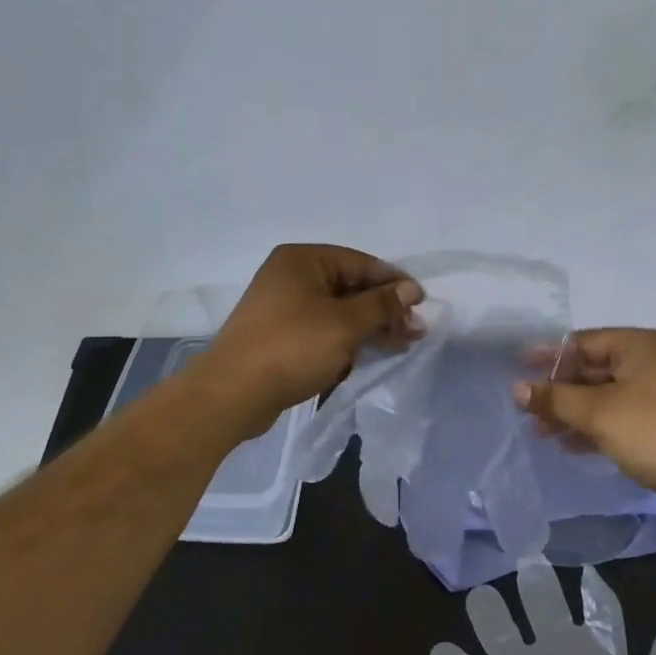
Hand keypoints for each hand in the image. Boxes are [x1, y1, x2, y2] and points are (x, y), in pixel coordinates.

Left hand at [197, 245, 423, 437]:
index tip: (422, 305)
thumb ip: (382, 304)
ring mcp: (283, 307)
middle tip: (414, 332)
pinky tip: (367, 357)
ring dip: (369, 328)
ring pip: (339, 312)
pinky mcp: (280, 336)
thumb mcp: (345, 324)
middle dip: (384, 310)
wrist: (233, 394)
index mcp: (303, 260)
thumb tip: (412, 289)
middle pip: (351, 287)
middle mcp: (291, 276)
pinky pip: (323, 331)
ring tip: (400, 346)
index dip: (394, 283)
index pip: (361, 263)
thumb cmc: (292, 348)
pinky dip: (346, 341)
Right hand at [516, 329, 655, 515]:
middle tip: (523, 407)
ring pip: (600, 396)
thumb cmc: (651, 432)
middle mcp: (646, 362)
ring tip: (538, 432)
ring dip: (570, 412)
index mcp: (637, 345)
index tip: (517, 368)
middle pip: (590, 369)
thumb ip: (555, 398)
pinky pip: (614, 416)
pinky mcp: (655, 423)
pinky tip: (566, 445)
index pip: (582, 342)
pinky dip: (590, 427)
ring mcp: (653, 394)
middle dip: (557, 390)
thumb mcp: (596, 412)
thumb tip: (517, 389)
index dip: (549, 356)